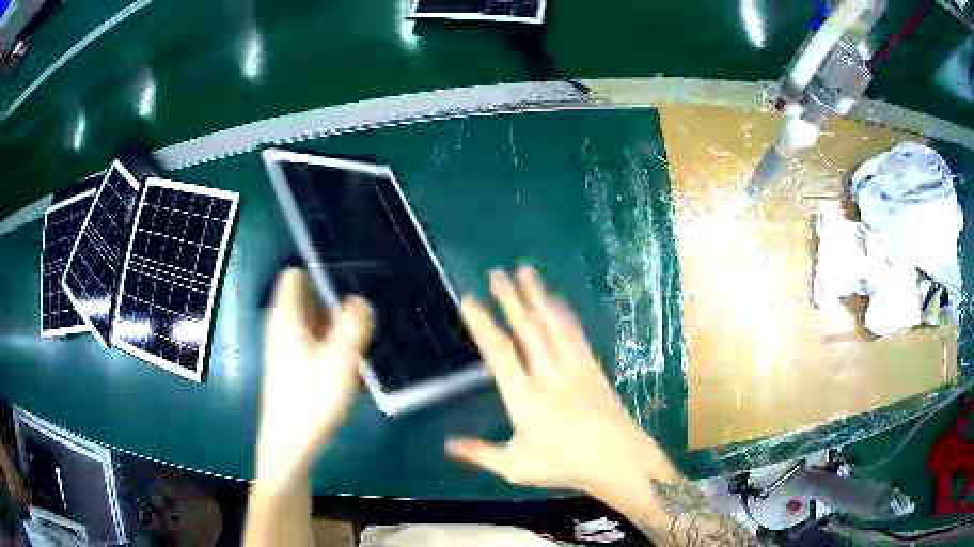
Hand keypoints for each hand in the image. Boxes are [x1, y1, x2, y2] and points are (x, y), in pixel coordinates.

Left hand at [256, 268, 372, 493]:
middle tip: (364, 317)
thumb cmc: (311, 402)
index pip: (295, 276)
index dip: (319, 272)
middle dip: (334, 302)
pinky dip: (330, 347)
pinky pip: (313, 344)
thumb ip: (352, 326)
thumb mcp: (339, 362)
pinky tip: (349, 368)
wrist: (289, 446)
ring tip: (362, 342)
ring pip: (312, 323)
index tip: (349, 281)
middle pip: (306, 299)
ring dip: (335, 327)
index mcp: (286, 318)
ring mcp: (284, 349)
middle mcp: (281, 328)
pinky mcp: (291, 368)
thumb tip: (359, 300)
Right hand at [446, 267, 679, 496]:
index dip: (483, 325)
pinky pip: (575, 333)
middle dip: (510, 299)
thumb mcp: (516, 467)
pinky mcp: (591, 366)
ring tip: (524, 272)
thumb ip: (480, 453)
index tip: (470, 301)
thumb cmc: (564, 464)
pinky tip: (556, 299)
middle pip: (526, 329)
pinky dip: (563, 313)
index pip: (499, 353)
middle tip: (496, 274)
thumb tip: (447, 444)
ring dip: (536, 297)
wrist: (617, 458)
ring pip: (551, 325)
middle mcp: (548, 374)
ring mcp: (573, 367)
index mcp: (525, 397)